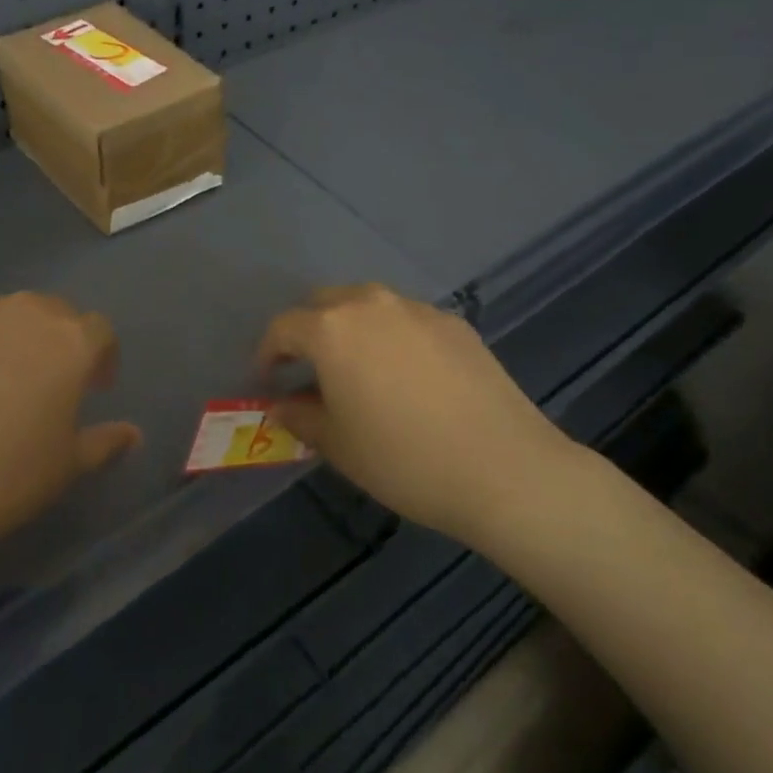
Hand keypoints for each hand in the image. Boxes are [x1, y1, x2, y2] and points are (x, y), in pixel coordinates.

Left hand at [0, 293, 141, 577]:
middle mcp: (24, 311)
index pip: (101, 332)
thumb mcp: (62, 471)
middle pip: (54, 313)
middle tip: (45, 386)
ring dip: (8, 341)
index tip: (93, 389)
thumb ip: (104, 444)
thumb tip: (132, 433)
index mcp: (69, 341)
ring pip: (2, 316)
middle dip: (57, 342)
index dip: (102, 359)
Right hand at [256, 284, 574, 544]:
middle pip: (323, 303)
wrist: (504, 468)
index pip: (283, 327)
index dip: (268, 354)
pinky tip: (408, 376)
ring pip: (367, 305)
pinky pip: (406, 319)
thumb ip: (300, 416)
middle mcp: (370, 304)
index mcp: (332, 329)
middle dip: (308, 331)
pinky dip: (392, 336)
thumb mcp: (338, 446)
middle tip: (309, 369)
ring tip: (358, 369)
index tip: (268, 381)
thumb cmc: (404, 459)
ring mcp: (416, 309)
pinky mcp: (454, 322)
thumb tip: (282, 404)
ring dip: (350, 328)